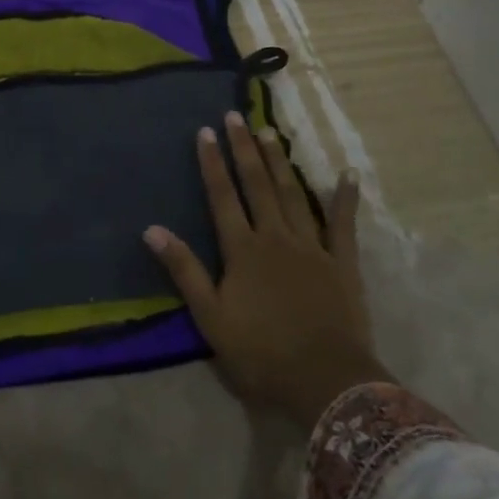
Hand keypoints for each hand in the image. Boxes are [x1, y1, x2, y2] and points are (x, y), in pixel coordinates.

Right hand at [144, 112, 387, 427]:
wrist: (325, 381)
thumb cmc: (261, 353)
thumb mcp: (210, 317)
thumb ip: (184, 269)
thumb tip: (152, 228)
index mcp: (243, 250)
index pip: (222, 197)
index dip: (212, 163)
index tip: (206, 131)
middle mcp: (276, 237)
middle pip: (258, 185)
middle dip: (244, 149)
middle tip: (237, 116)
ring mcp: (312, 247)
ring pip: (293, 195)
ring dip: (280, 162)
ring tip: (270, 132)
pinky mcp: (342, 264)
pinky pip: (343, 225)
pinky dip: (345, 198)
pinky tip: (347, 174)